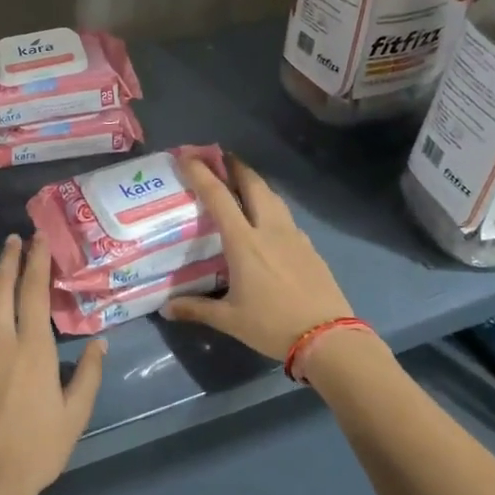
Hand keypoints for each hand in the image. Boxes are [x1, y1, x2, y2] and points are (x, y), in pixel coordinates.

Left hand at [0, 234, 104, 494]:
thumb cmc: (37, 448)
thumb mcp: (75, 414)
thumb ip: (88, 374)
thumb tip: (98, 342)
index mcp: (32, 348)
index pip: (33, 292)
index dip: (36, 261)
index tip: (37, 238)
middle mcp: (0, 342)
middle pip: (1, 289)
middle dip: (8, 260)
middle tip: (14, 239)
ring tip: (4, 276)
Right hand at [161, 156, 354, 361]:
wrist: (328, 337)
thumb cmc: (273, 325)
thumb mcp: (230, 320)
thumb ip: (197, 309)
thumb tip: (166, 309)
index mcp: (244, 242)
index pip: (219, 197)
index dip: (201, 173)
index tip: (187, 156)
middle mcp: (269, 230)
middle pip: (253, 184)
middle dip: (235, 165)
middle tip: (219, 158)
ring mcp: (294, 236)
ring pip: (273, 197)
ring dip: (255, 183)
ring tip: (241, 183)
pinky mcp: (309, 248)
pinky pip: (285, 218)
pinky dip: (271, 208)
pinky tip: (267, 223)